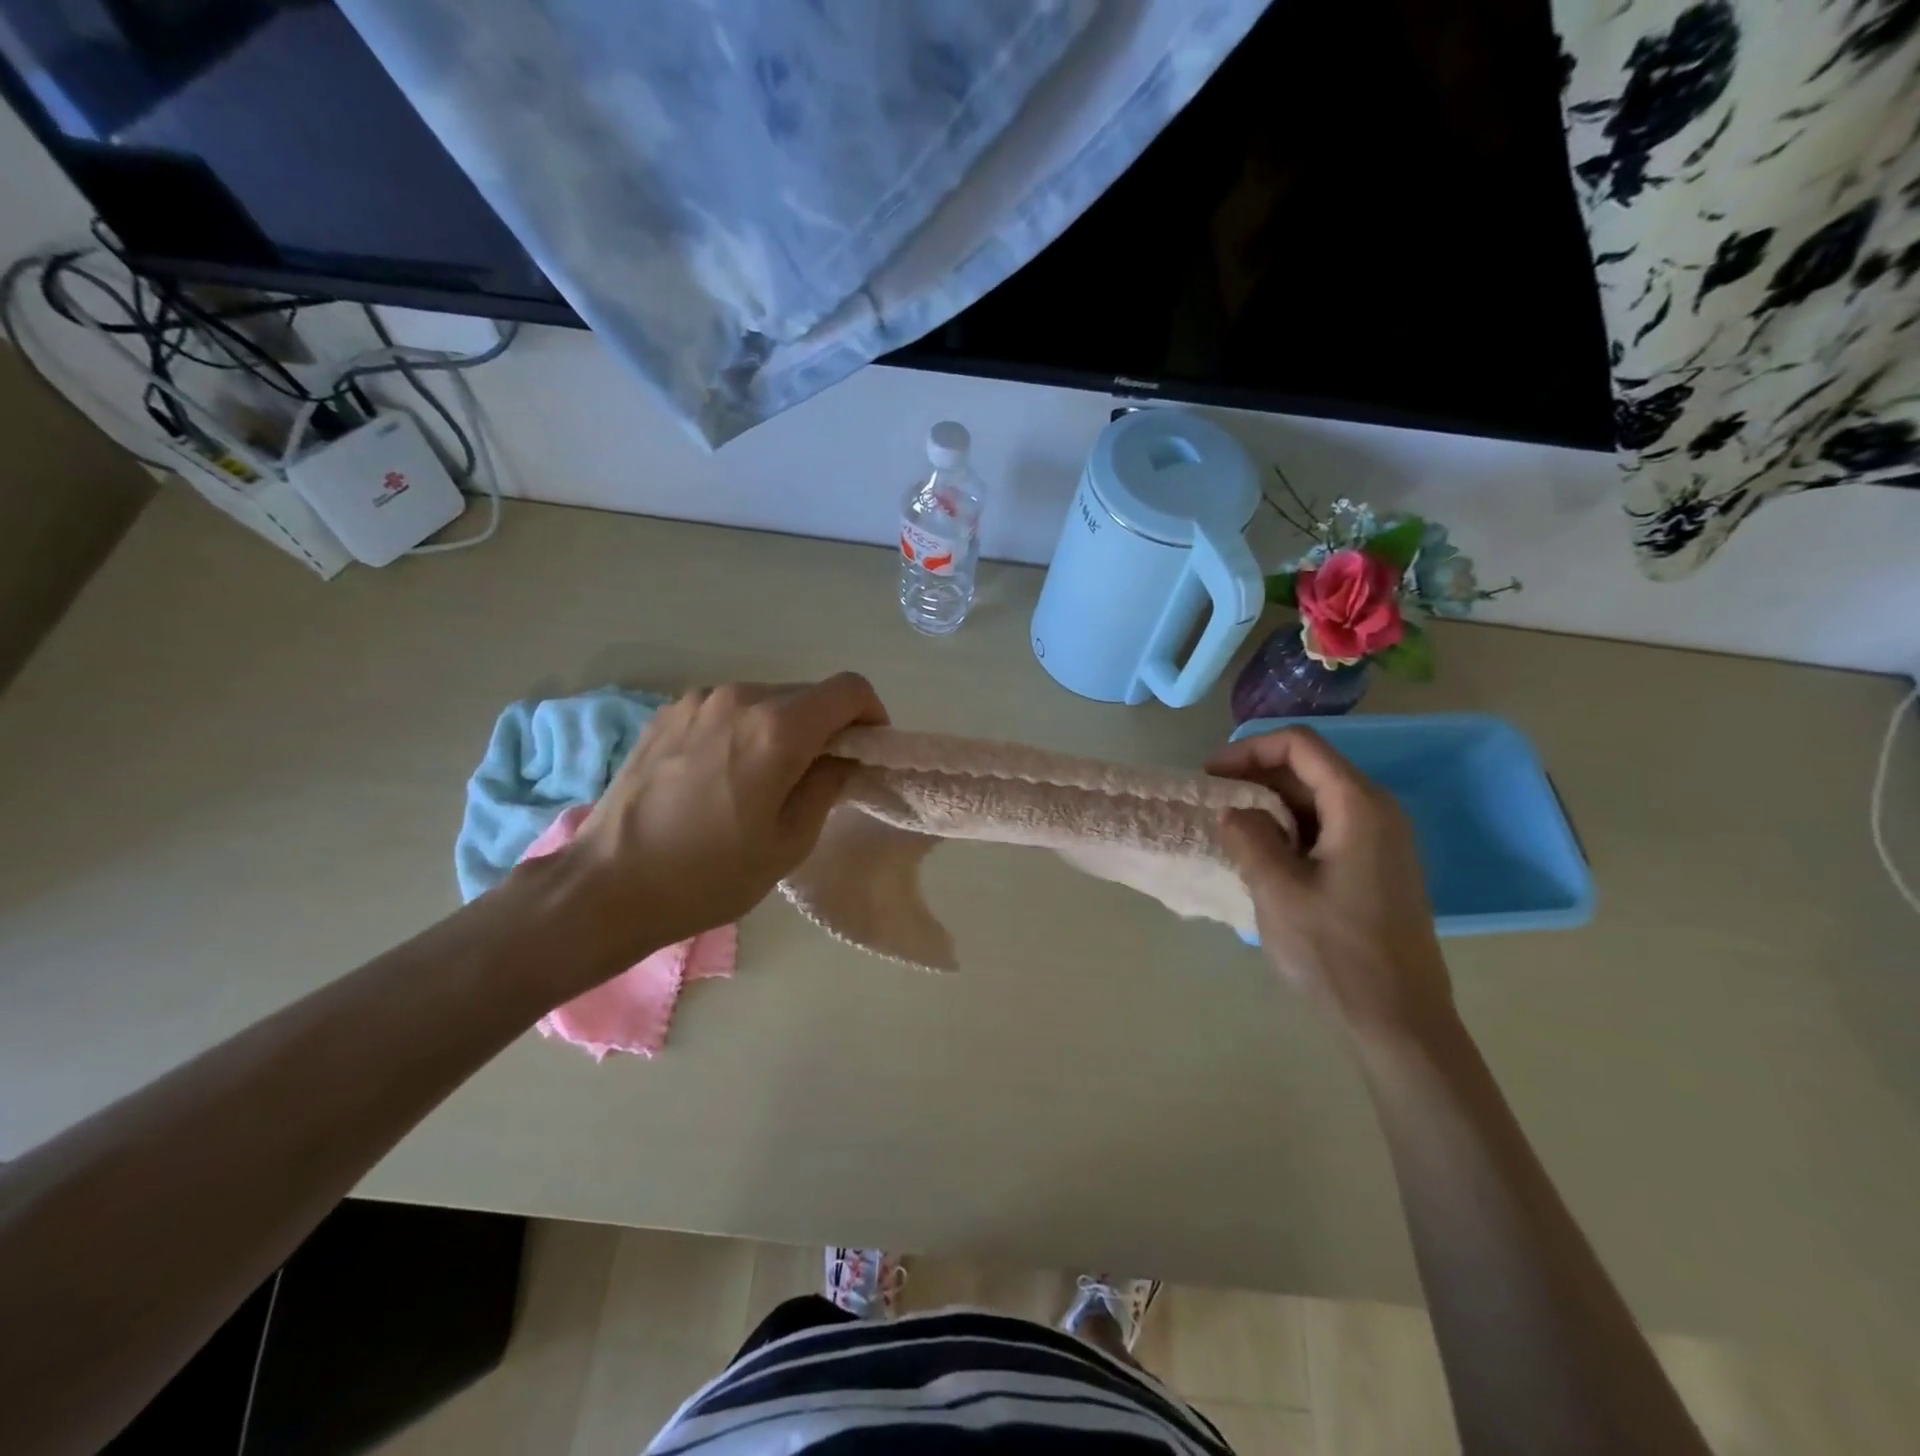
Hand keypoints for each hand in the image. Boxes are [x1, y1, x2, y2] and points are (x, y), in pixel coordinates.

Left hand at [560, 675, 887, 962]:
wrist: (607, 886)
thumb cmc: (709, 875)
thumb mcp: (789, 842)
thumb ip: (829, 785)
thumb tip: (844, 757)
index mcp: (777, 728)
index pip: (849, 689)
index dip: (871, 715)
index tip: (865, 751)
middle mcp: (740, 697)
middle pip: (808, 693)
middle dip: (828, 726)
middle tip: (819, 775)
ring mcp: (698, 700)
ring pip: (768, 699)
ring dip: (785, 728)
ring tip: (767, 779)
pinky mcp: (668, 712)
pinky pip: (730, 708)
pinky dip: (746, 729)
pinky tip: (726, 774)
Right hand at [1207, 727, 1453, 1044]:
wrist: (1399, 1024)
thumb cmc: (1336, 953)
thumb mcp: (1277, 890)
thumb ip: (1249, 837)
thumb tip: (1233, 811)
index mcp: (1359, 805)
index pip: (1300, 745)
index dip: (1248, 750)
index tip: (1209, 776)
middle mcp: (1378, 812)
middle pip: (1310, 768)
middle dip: (1256, 776)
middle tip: (1212, 802)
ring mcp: (1382, 842)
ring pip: (1317, 799)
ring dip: (1270, 805)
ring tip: (1229, 829)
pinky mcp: (1378, 869)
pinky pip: (1328, 828)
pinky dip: (1290, 829)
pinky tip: (1262, 856)